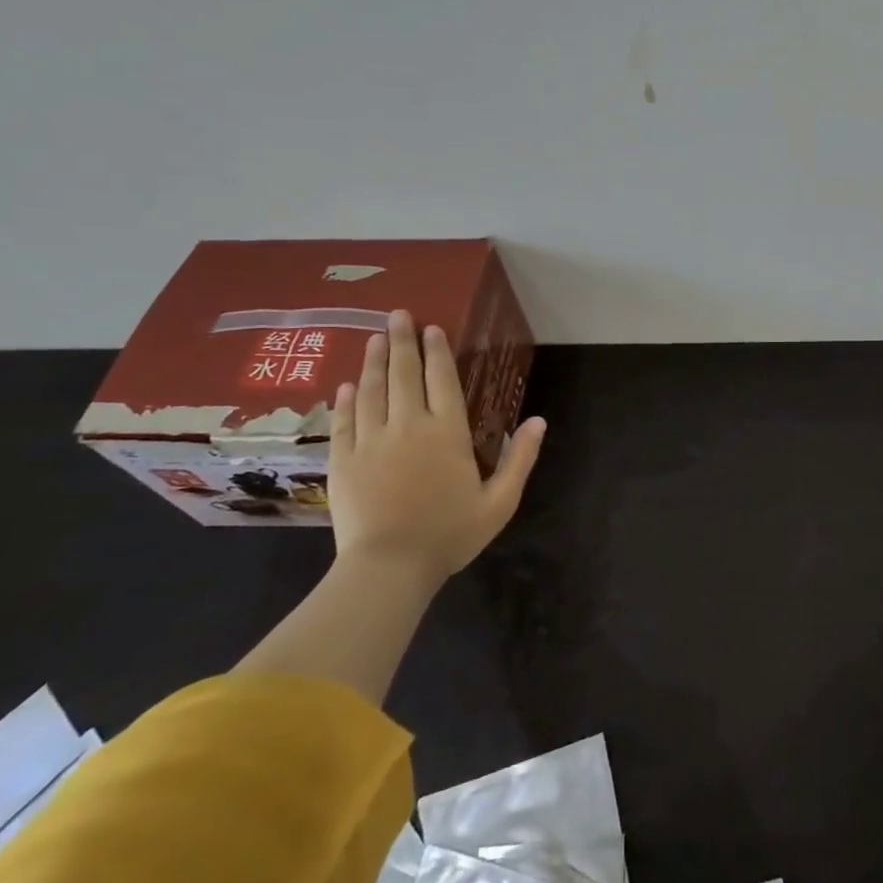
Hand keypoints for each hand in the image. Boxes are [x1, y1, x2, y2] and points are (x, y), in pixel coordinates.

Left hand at [328, 310, 546, 587]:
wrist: (389, 568)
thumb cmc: (450, 534)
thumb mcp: (501, 501)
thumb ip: (521, 458)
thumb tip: (538, 421)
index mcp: (447, 432)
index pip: (442, 380)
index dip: (438, 352)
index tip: (432, 327)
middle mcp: (408, 426)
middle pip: (404, 374)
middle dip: (402, 341)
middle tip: (397, 314)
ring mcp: (371, 441)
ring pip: (371, 391)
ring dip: (374, 361)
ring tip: (375, 338)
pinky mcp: (343, 461)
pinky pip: (345, 421)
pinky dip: (346, 400)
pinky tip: (347, 385)